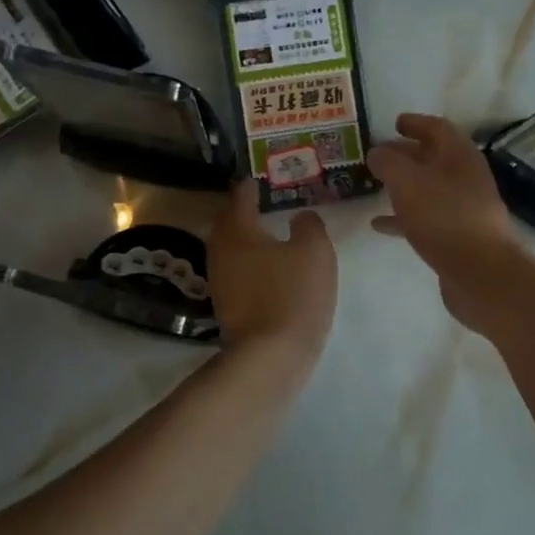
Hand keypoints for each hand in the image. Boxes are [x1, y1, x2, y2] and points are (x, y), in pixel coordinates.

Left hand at [207, 179, 336, 359]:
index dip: (250, 186)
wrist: (271, 355)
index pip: (239, 198)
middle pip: (227, 223)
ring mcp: (219, 281)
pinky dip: (248, 263)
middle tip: (259, 203)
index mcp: (238, 231)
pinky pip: (235, 272)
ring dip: (244, 239)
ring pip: (229, 249)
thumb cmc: (293, 294)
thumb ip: (309, 226)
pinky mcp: (226, 306)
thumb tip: (301, 216)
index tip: (258, 179)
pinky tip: (265, 268)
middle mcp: (220, 251)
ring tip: (265, 233)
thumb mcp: (314, 252)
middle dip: (241, 211)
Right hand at [367, 114, 531, 331]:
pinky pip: (425, 218)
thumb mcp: (408, 182)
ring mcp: (463, 209)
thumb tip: (377, 152)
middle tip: (378, 154)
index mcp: (460, 156)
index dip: (415, 123)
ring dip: (403, 185)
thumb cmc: (444, 218)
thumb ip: (388, 162)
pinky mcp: (456, 237)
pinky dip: (403, 216)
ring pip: (428, 188)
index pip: (438, 128)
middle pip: (434, 158)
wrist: (481, 274)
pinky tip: (379, 224)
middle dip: (406, 154)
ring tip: (374, 186)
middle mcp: (465, 178)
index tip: (394, 123)